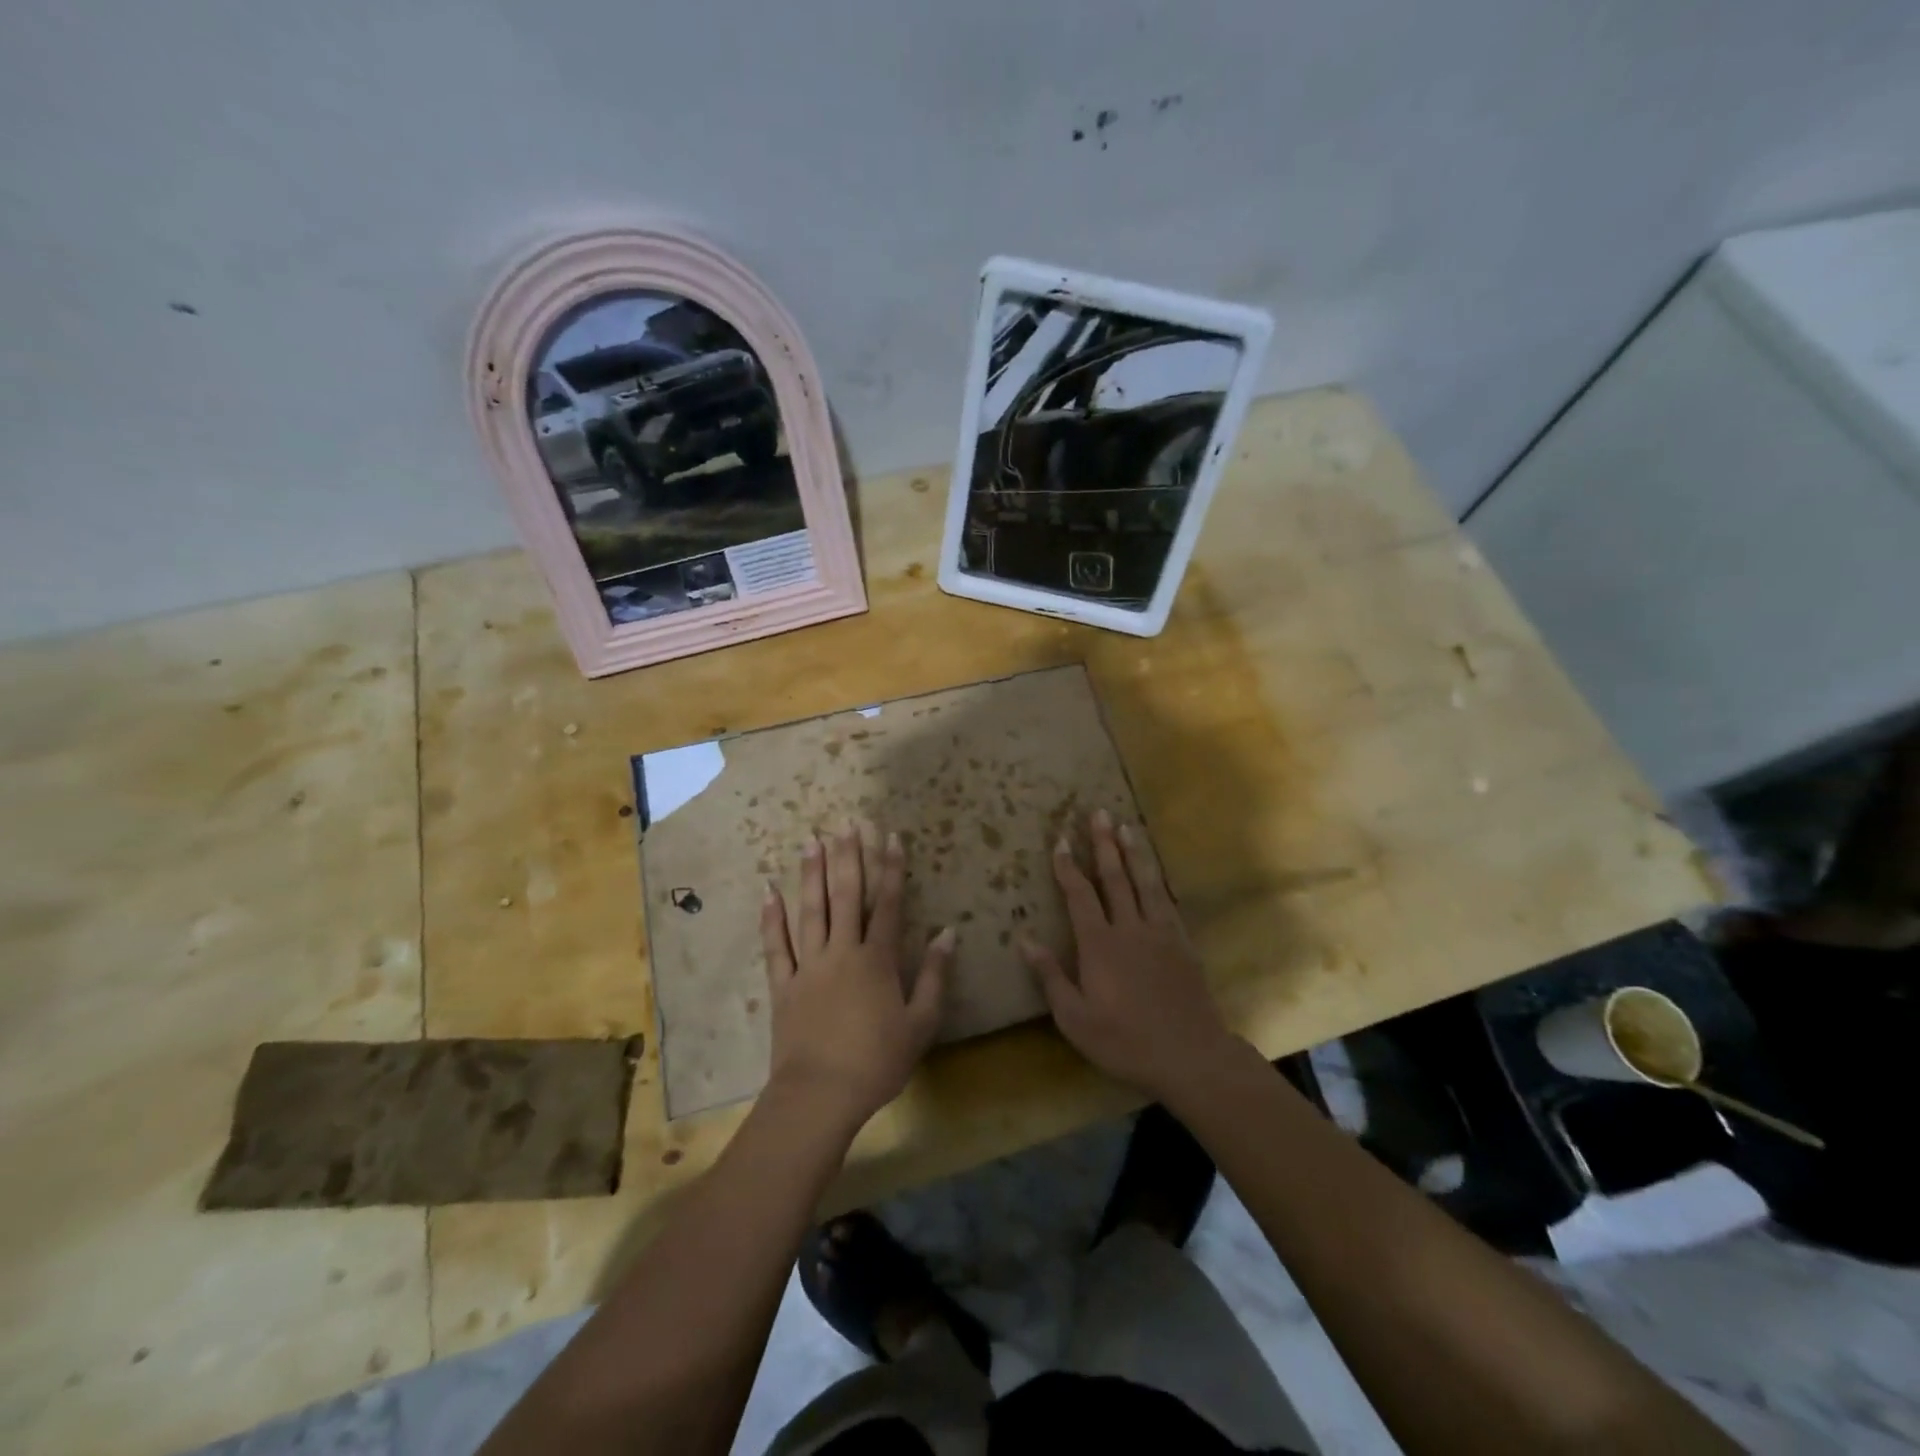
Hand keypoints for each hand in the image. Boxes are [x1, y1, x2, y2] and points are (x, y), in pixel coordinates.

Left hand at [761, 822, 953, 1130]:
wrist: (821, 1095)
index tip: (891, 836)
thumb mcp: (921, 1023)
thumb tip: (948, 932)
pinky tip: (769, 891)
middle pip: (846, 896)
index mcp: (877, 960)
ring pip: (810, 911)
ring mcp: (809, 966)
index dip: (891, 869)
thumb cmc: (877, 1062)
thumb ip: (935, 975)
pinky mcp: (784, 985)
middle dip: (848, 857)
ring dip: (812, 875)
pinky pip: (776, 945)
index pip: (888, 904)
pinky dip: (772, 918)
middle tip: (847, 823)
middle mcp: (842, 952)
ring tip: (812, 842)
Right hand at [1019, 810, 1238, 1103]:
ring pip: (1145, 882)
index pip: (1080, 895)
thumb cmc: (1125, 1042)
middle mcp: (1130, 928)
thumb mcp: (1076, 1019)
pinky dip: (1158, 880)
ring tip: (1126, 826)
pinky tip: (1155, 871)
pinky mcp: (1182, 943)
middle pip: (1114, 877)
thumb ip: (1051, 976)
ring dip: (1133, 852)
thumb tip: (1024, 939)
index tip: (1060, 840)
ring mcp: (1160, 933)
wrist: (1191, 1056)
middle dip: (1103, 844)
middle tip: (1098, 813)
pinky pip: (1168, 901)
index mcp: (1099, 945)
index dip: (1068, 866)